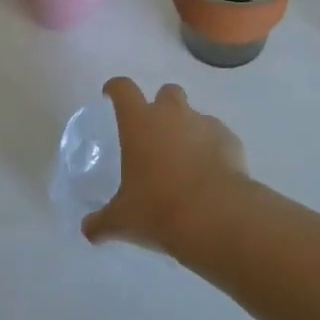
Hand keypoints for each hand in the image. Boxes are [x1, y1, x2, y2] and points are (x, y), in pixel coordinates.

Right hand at [83, 78, 255, 255]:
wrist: (217, 216)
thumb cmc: (159, 210)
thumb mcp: (123, 220)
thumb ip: (102, 222)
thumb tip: (88, 230)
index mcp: (140, 123)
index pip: (123, 89)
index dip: (115, 89)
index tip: (110, 96)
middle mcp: (173, 115)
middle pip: (167, 92)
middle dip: (161, 106)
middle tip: (156, 134)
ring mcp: (205, 124)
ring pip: (195, 116)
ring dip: (188, 131)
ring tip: (186, 164)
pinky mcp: (231, 140)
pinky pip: (218, 137)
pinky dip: (213, 149)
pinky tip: (210, 176)